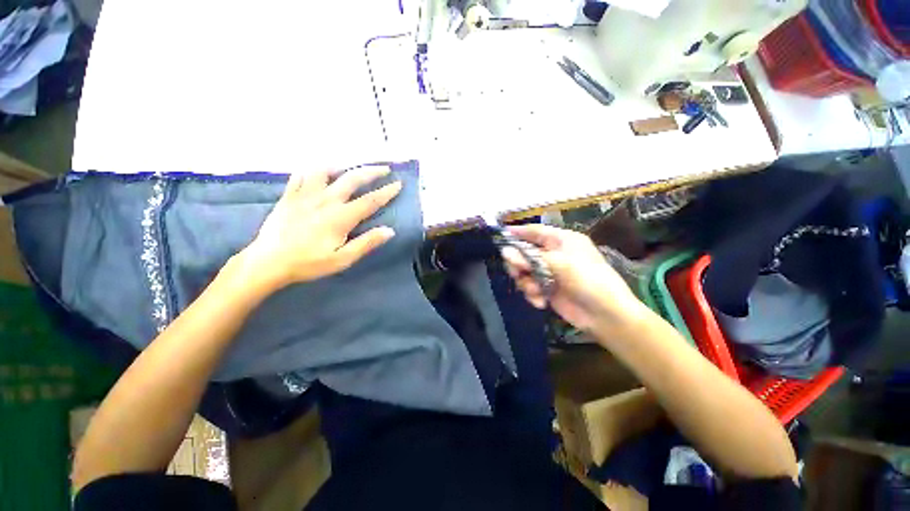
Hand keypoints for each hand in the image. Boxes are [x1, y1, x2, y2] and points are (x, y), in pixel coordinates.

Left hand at [237, 166, 401, 290]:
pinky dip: (312, 170)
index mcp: (341, 217)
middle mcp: (326, 200)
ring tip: (350, 168)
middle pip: (352, 179)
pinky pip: (301, 175)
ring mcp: (306, 195)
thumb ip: (366, 243)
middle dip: (371, 172)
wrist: (268, 262)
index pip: (370, 200)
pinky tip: (317, 171)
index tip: (398, 184)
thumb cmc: (309, 263)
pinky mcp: (289, 196)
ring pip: (326, 171)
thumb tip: (390, 231)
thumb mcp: (342, 259)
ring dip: (342, 166)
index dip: (386, 192)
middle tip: (385, 168)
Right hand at [502, 224, 647, 332]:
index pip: (534, 231)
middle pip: (524, 252)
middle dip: (519, 263)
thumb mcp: (560, 264)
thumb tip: (504, 252)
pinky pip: (529, 287)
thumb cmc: (588, 280)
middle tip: (517, 272)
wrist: (605, 315)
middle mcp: (554, 254)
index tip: (500, 236)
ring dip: (526, 282)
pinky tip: (541, 302)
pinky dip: (532, 294)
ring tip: (535, 291)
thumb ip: (531, 258)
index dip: (517, 232)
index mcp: (561, 240)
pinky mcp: (547, 289)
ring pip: (524, 271)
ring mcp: (550, 272)